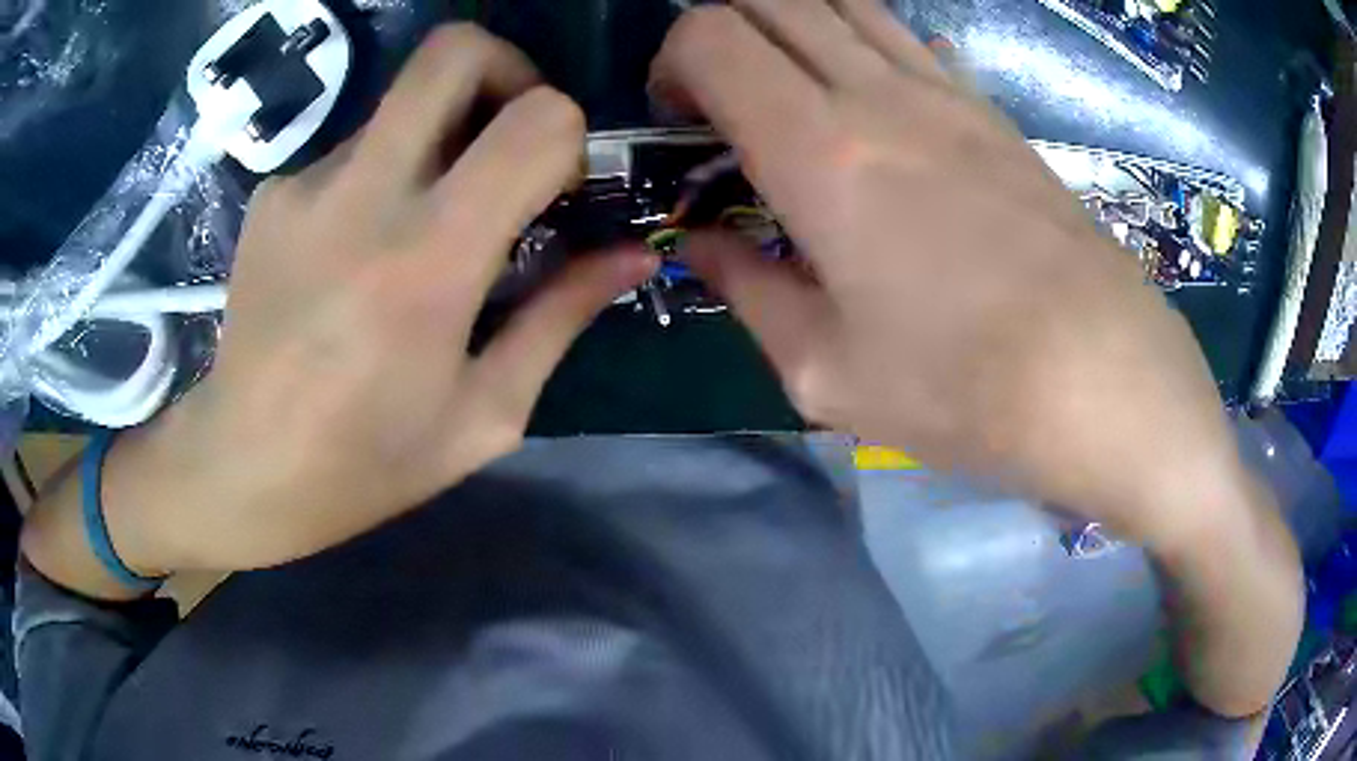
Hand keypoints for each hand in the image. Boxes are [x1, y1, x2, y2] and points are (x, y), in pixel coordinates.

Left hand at [101, 26, 655, 572]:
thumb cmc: (366, 464)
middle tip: (508, 137)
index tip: (554, 188)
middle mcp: (362, 195)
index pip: (536, 120)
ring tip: (419, 225)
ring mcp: (306, 184)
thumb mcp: (484, 414)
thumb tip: (630, 256)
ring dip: (438, 139)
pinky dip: (380, 176)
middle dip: (507, 71)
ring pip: (403, 102)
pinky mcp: (273, 193)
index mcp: (429, 261)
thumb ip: (562, 318)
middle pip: (454, 51)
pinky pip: (354, 149)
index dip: (567, 135)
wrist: (242, 466)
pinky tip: (358, 250)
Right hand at [653, 1, 1299, 716]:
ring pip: (839, 2)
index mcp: (819, 149)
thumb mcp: (823, 371)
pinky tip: (869, 104)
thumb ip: (746, 289)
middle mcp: (877, 91)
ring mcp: (944, 90)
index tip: (681, 123)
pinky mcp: (990, 110)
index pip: (711, 35)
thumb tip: (704, 243)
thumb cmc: (962, 391)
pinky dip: (860, 42)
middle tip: (723, 105)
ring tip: (789, 95)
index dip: (673, 62)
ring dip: (790, 28)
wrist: (1103, 381)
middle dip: (721, 34)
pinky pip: (905, 36)